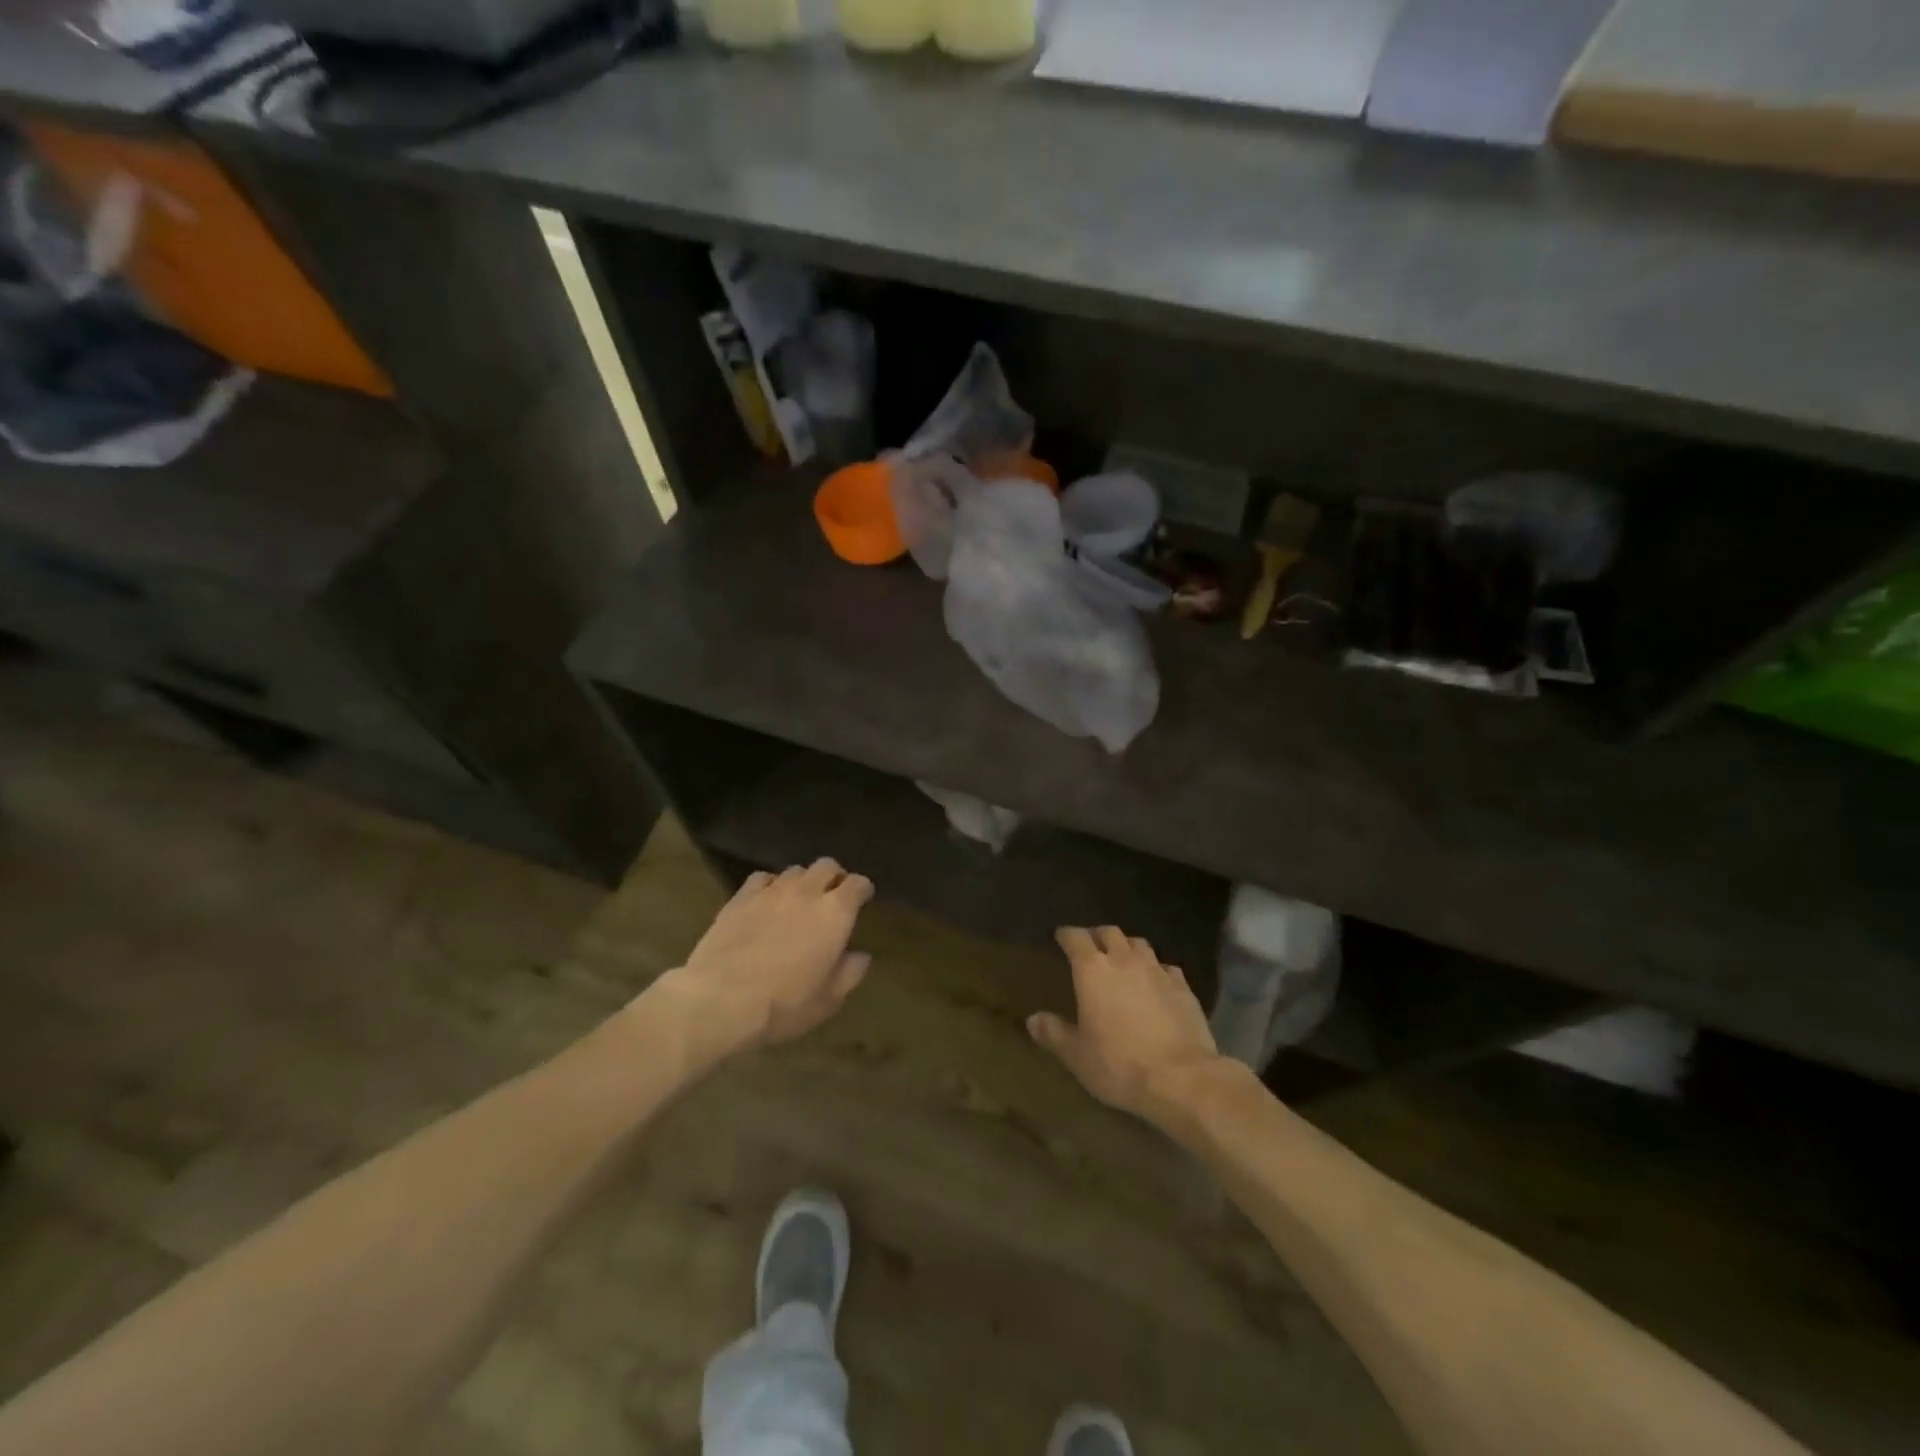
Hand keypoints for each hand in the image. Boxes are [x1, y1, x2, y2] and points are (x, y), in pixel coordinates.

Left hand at [649, 860, 874, 1064]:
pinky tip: (767, 900)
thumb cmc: (784, 1004)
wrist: (721, 1000)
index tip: (863, 898)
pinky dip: (771, 884)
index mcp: (835, 913)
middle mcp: (807, 892)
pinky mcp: (741, 897)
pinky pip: (763, 878)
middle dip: (834, 876)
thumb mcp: (827, 1000)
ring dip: (803, 881)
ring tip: (800, 898)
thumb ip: (849, 973)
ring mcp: (772, 891)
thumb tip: (860, 956)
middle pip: (827, 866)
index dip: (862, 889)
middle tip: (833, 895)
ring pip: (795, 870)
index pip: (857, 883)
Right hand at [1028, 926, 1222, 1124]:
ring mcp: (1157, 970)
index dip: (1067, 934)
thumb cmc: (1119, 1064)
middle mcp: (1124, 960)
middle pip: (1109, 932)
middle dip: (1097, 935)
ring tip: (1122, 960)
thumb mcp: (1077, 1056)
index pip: (1075, 937)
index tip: (1061, 937)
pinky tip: (1155, 982)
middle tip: (1090, 947)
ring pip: (1139, 944)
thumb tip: (1033, 1019)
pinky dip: (1155, 968)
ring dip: (1126, 947)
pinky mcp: (1183, 986)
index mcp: (1092, 970)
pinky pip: (1165, 966)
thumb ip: (1054, 1033)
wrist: (1182, 1079)